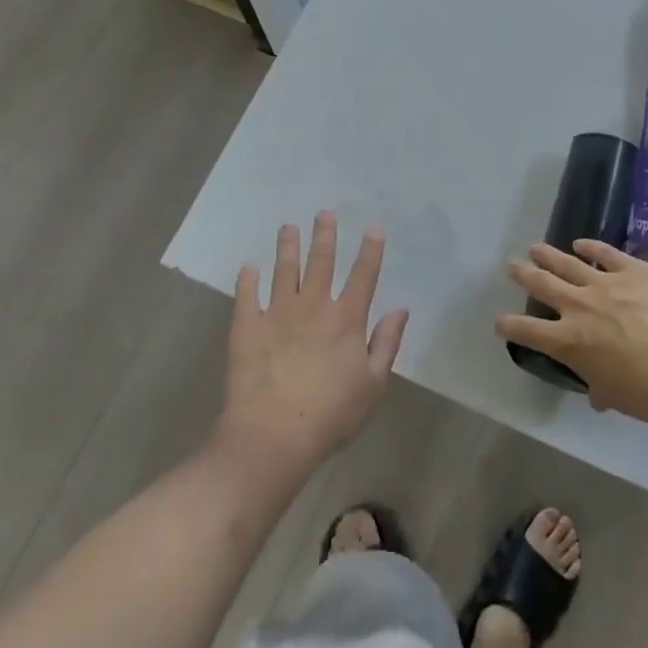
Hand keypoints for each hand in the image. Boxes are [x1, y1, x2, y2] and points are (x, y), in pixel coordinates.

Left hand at [215, 213, 409, 482]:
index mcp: (346, 319)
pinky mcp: (246, 327)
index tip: (373, 228)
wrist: (273, 435)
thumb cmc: (331, 414)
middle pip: (321, 263)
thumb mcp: (373, 384)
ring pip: (283, 271)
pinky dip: (247, 280)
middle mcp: (313, 307)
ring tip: (288, 227)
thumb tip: (400, 309)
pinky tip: (248, 267)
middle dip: (325, 236)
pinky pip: (246, 296)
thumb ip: (387, 343)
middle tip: (324, 212)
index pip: (363, 276)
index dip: (370, 251)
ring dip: (287, 247)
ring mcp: (277, 314)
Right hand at [495, 240, 647, 426]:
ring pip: (568, 263)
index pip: (526, 330)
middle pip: (541, 285)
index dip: (508, 325)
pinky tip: (581, 243)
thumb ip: (599, 387)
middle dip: (523, 274)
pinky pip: (606, 253)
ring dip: (549, 255)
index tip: (500, 321)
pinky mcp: (634, 271)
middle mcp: (578, 307)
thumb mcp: (613, 395)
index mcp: (568, 342)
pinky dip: (591, 246)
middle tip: (511, 265)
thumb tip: (598, 392)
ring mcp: (605, 284)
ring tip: (536, 248)